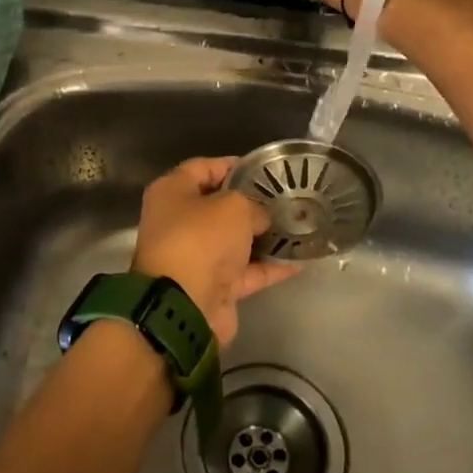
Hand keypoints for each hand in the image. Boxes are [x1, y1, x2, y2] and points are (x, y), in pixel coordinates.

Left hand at [132, 158, 299, 345]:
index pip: (203, 168)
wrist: (184, 307)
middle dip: (253, 203)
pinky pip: (246, 271)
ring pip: (235, 241)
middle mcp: (179, 222)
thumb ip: (253, 205)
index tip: (265, 168)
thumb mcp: (233, 207)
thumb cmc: (201, 240)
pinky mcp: (213, 287)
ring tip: (300, 225)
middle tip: (288, 198)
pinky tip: (301, 259)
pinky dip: (270, 266)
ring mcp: (195, 257)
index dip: (234, 165)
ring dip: (264, 236)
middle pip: (220, 206)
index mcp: (171, 193)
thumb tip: (261, 217)